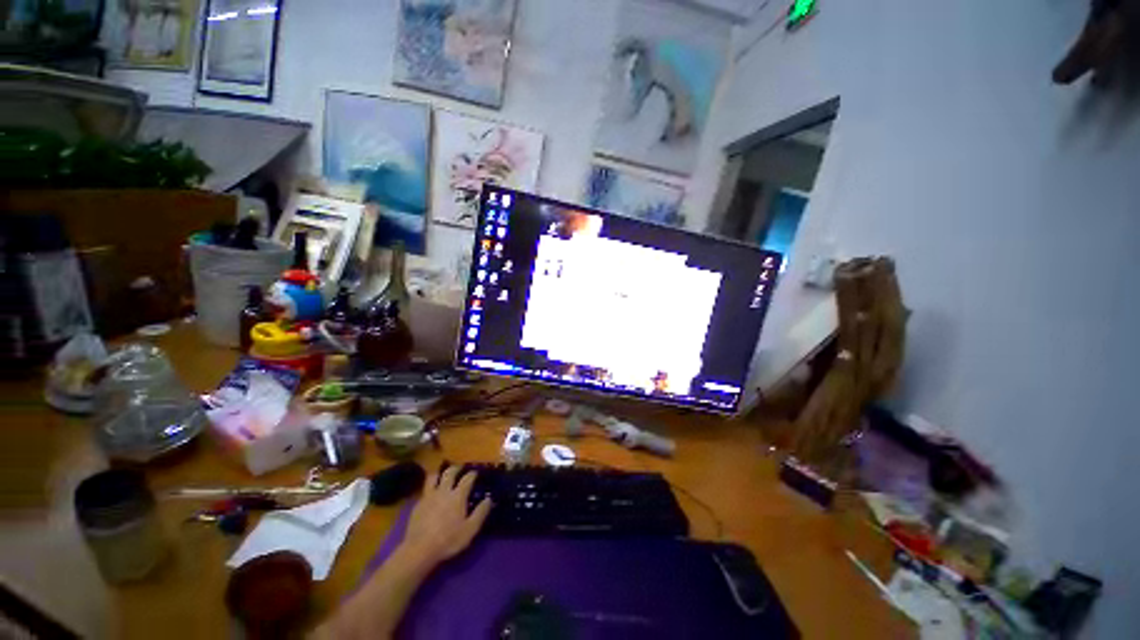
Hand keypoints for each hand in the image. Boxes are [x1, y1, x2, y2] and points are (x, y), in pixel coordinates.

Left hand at [399, 466, 491, 569]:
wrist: (419, 550)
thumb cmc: (448, 540)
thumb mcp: (470, 529)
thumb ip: (481, 513)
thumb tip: (489, 499)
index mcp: (458, 495)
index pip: (467, 478)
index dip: (473, 474)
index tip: (476, 473)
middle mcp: (444, 491)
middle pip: (450, 472)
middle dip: (456, 468)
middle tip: (460, 468)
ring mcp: (429, 497)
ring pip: (433, 477)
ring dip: (439, 473)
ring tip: (443, 475)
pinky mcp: (418, 505)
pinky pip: (425, 490)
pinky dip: (430, 487)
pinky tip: (432, 494)